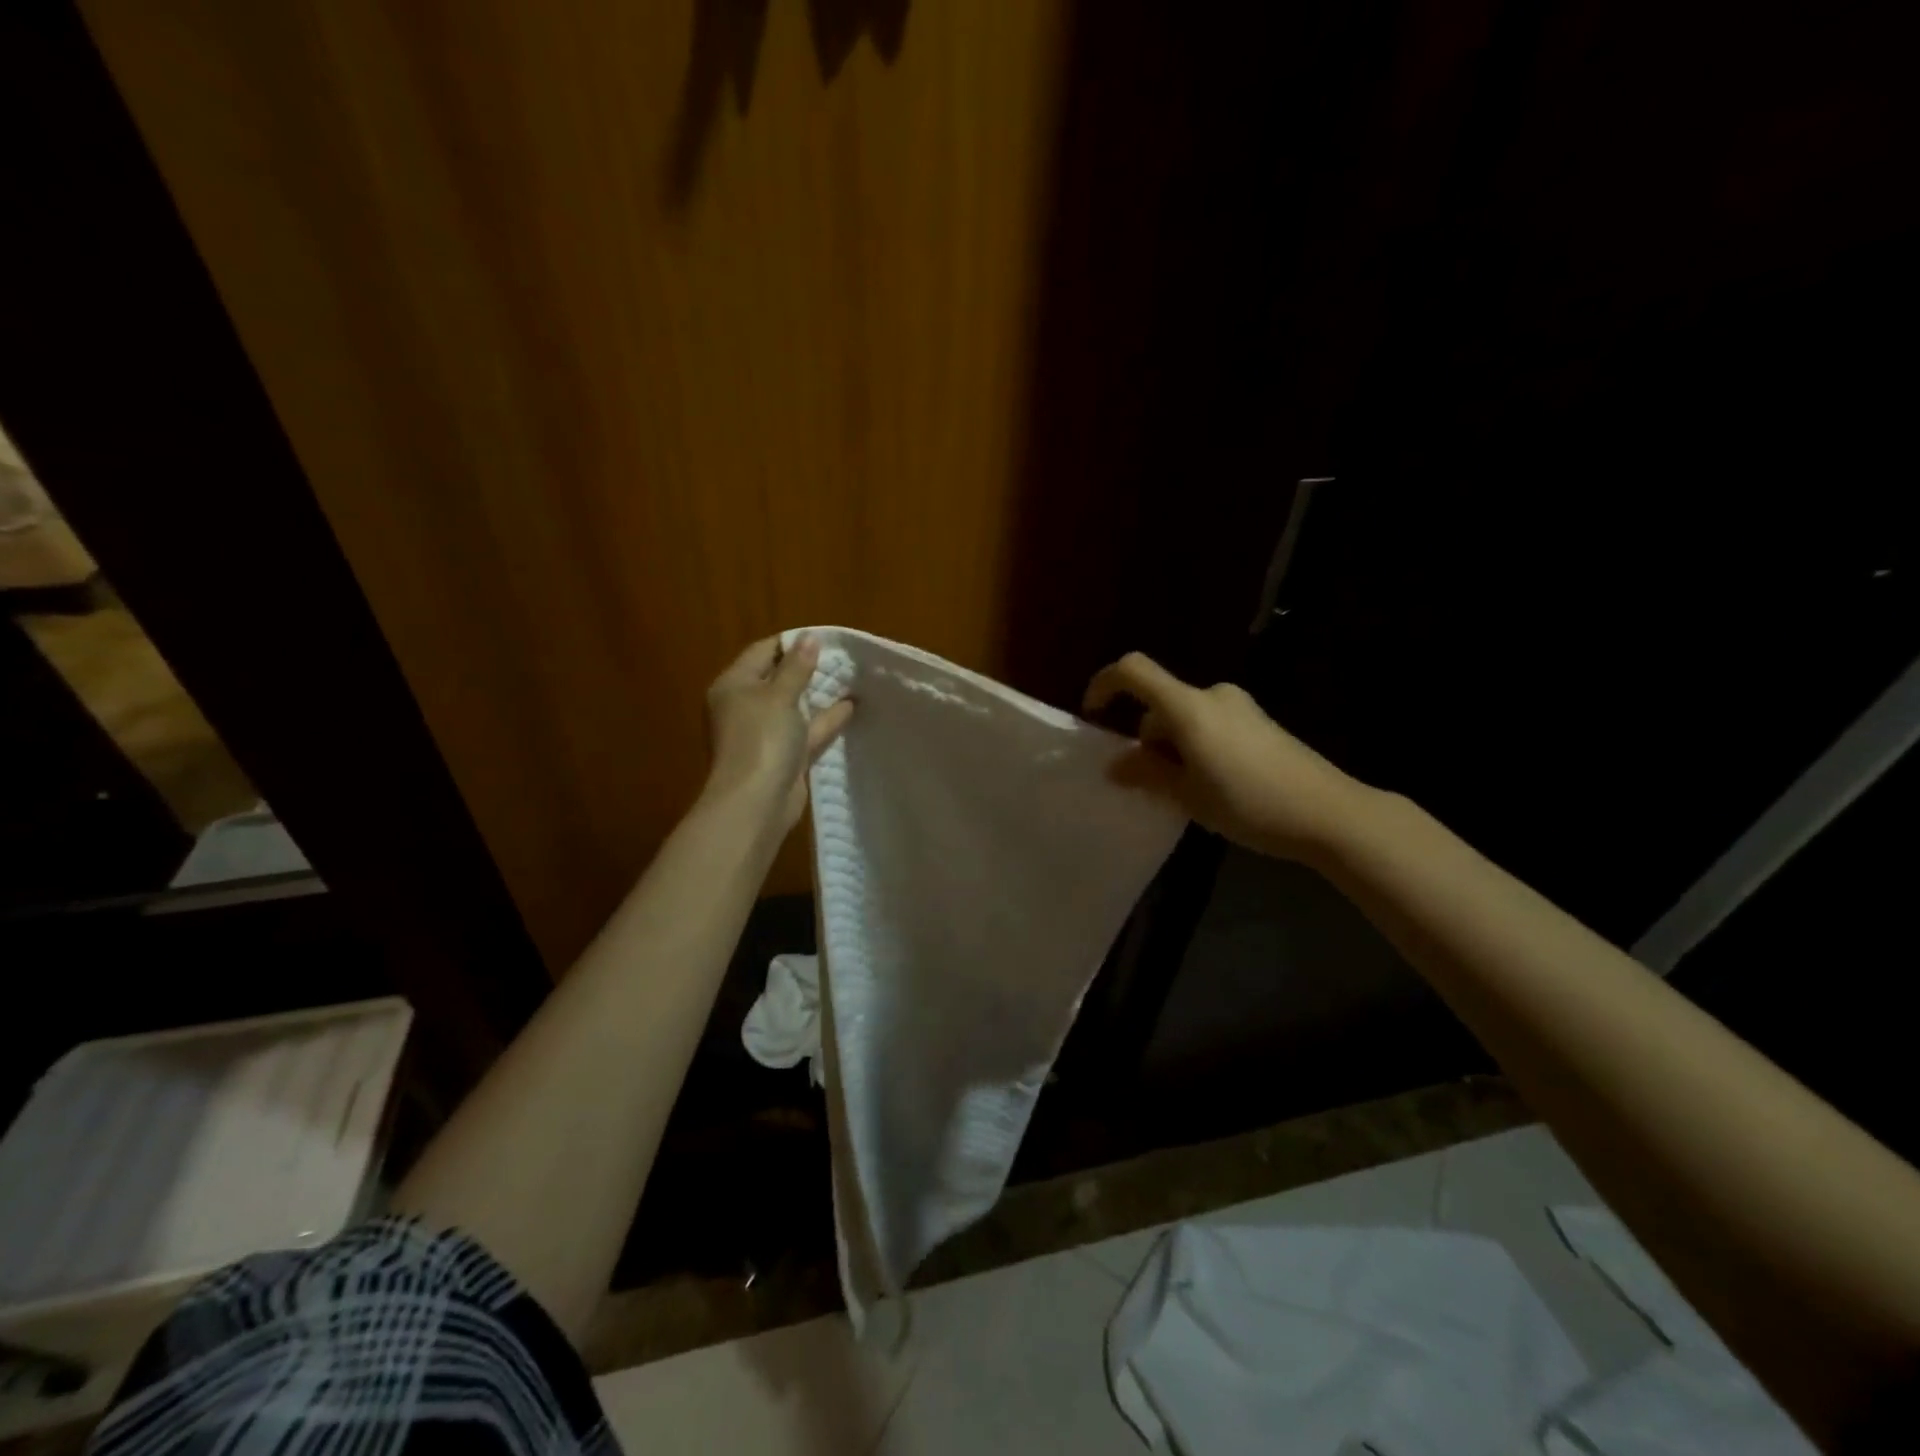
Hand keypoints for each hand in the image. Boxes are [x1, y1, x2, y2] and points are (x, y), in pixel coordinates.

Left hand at [704, 635, 853, 832]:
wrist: (756, 802)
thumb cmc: (761, 739)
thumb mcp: (779, 696)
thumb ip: (797, 667)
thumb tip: (809, 637)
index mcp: (734, 686)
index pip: (762, 652)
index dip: (791, 643)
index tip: (824, 637)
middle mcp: (746, 707)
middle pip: (779, 679)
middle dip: (809, 668)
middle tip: (842, 656)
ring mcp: (766, 733)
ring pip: (795, 706)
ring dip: (819, 694)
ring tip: (851, 677)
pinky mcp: (785, 756)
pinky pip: (807, 731)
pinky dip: (826, 719)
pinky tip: (851, 707)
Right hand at [1084, 652, 1365, 861]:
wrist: (1330, 813)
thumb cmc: (1249, 803)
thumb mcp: (1188, 796)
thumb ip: (1146, 774)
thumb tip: (1115, 765)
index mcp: (1189, 707)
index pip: (1134, 671)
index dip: (1105, 684)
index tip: (1093, 715)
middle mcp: (1213, 696)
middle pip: (1160, 704)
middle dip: (1146, 740)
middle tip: (1151, 786)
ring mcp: (1240, 707)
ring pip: (1185, 718)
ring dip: (1173, 748)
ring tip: (1187, 794)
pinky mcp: (1260, 723)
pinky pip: (1210, 725)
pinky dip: (1196, 747)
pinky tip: (1214, 787)